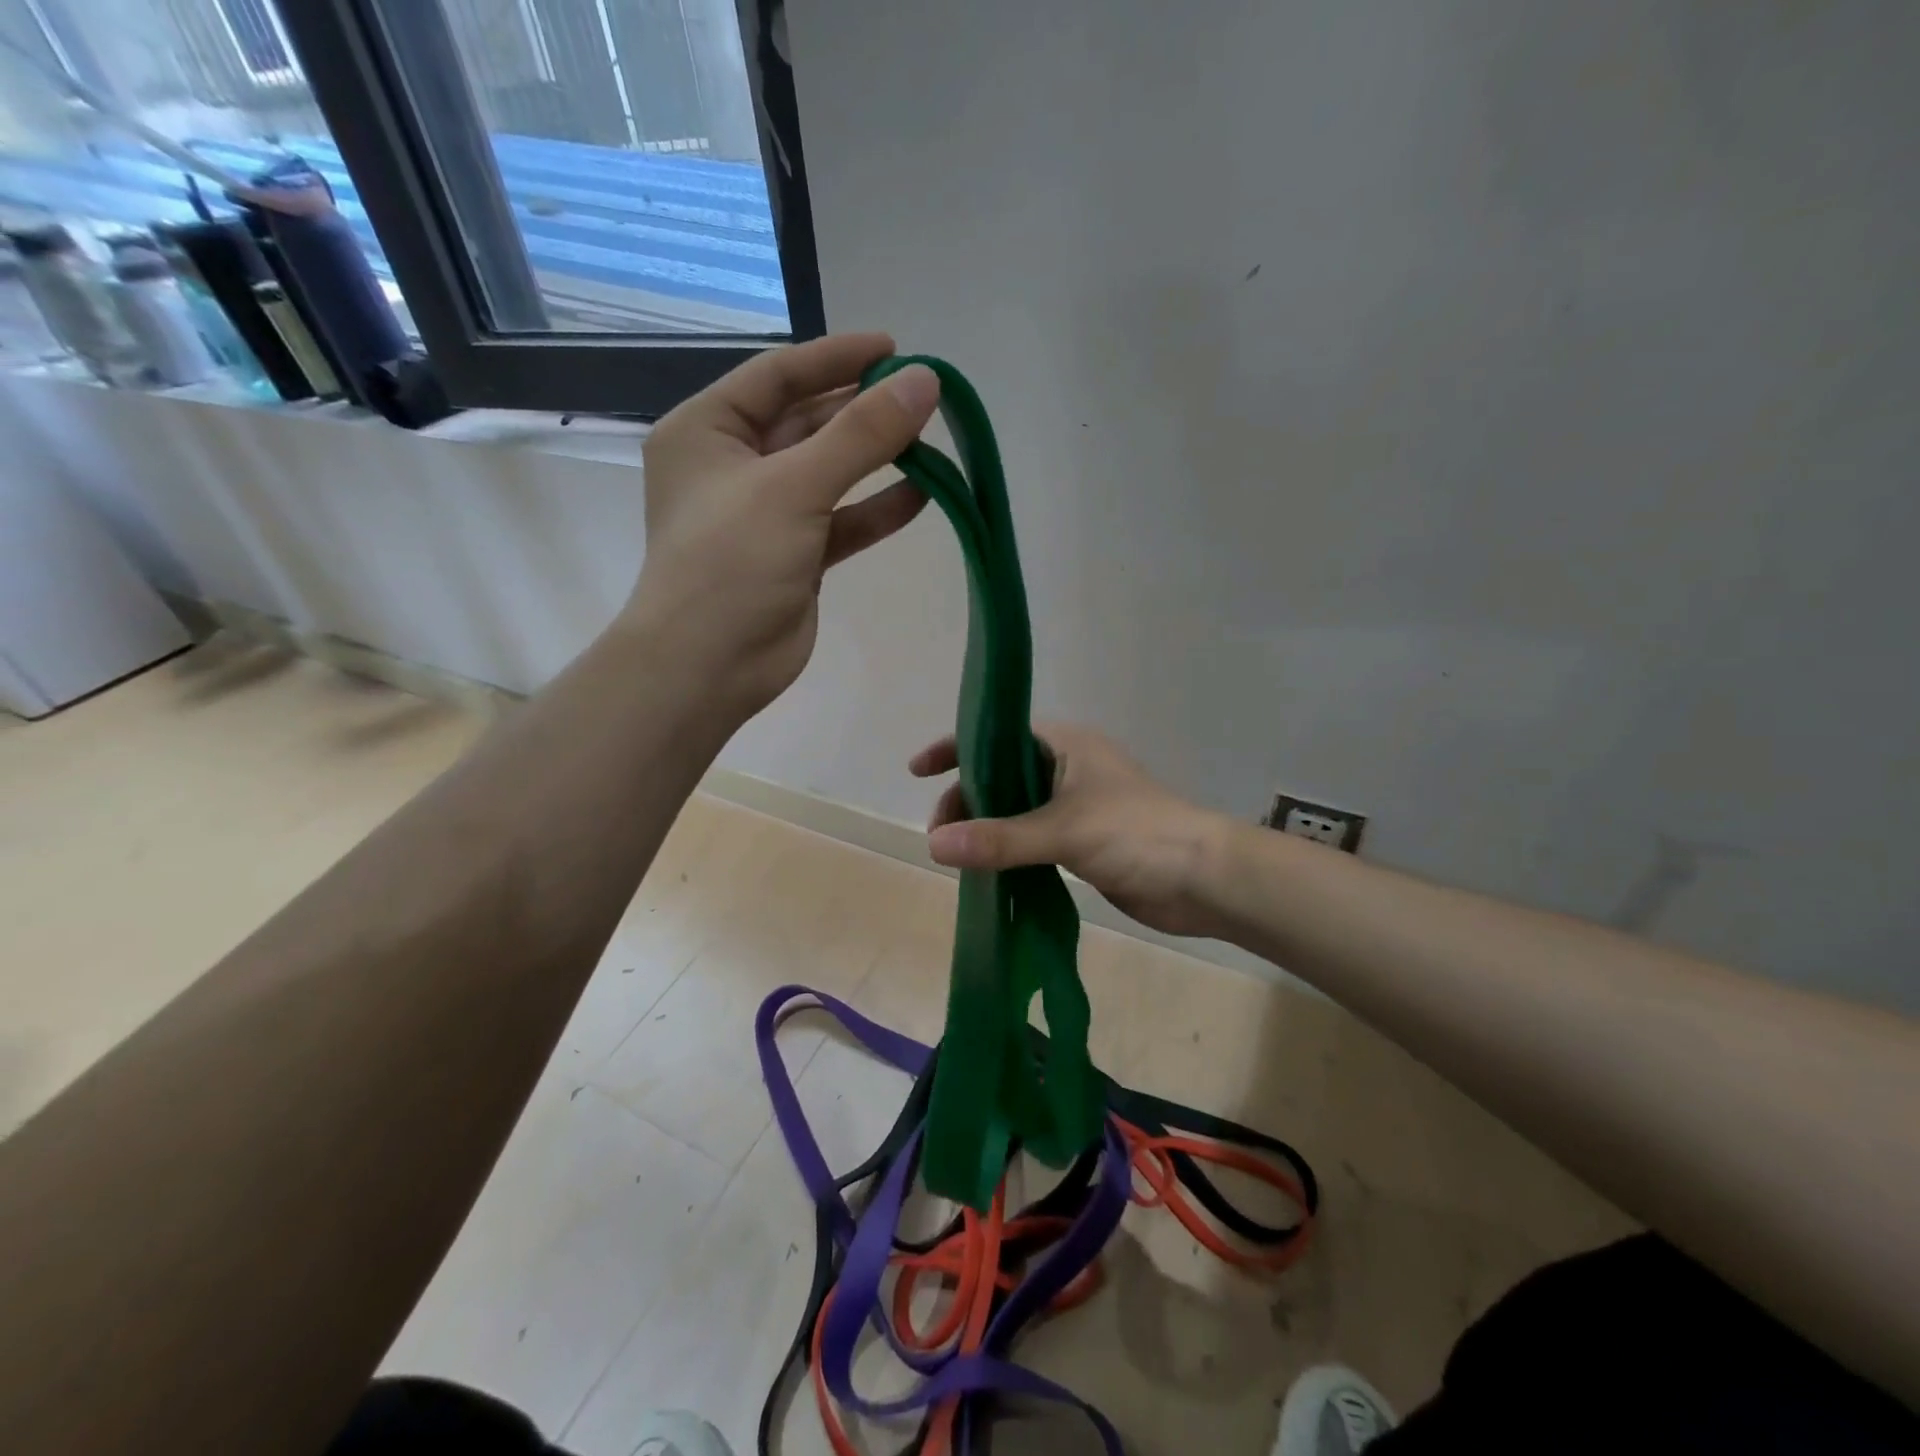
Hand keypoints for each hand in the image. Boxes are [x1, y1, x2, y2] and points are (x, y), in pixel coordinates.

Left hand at [625, 333, 939, 719]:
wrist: (709, 666)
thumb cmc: (732, 562)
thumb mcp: (794, 487)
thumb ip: (862, 435)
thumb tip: (924, 382)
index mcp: (707, 431)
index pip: (778, 375)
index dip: (837, 358)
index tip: (895, 349)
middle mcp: (733, 466)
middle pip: (807, 422)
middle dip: (862, 411)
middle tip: (923, 398)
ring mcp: (765, 514)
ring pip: (828, 473)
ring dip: (876, 460)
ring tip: (931, 444)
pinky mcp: (794, 556)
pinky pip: (840, 521)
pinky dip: (876, 510)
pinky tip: (922, 498)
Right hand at [910, 725, 1230, 937]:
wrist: (1205, 879)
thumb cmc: (1137, 835)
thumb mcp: (1063, 831)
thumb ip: (999, 839)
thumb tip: (933, 846)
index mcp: (1065, 745)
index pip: (997, 734)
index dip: (955, 747)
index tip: (918, 771)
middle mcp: (1067, 768)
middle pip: (1000, 774)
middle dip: (967, 798)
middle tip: (942, 837)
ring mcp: (1076, 806)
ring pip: (1014, 809)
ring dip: (985, 827)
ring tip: (957, 857)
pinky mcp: (1083, 842)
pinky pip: (1032, 839)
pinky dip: (1007, 851)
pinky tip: (987, 872)